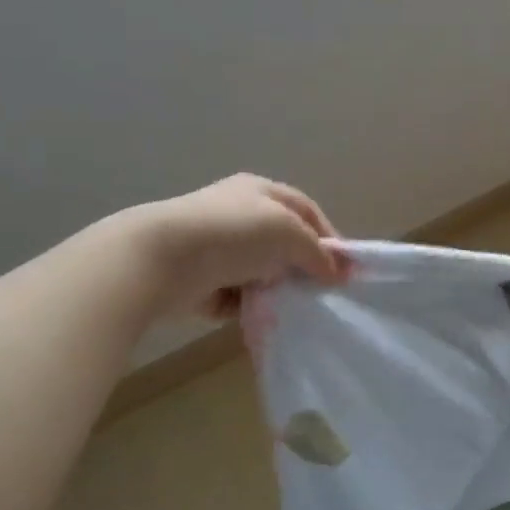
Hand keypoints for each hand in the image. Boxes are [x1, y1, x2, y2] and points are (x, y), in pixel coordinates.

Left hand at [119, 174, 348, 319]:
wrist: (163, 259)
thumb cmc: (233, 234)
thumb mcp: (288, 233)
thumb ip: (318, 252)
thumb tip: (338, 272)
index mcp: (259, 191)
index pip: (305, 210)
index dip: (328, 237)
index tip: (345, 269)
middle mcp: (238, 215)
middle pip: (283, 242)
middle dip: (302, 266)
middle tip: (322, 292)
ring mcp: (218, 248)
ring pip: (261, 271)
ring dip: (277, 289)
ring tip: (293, 309)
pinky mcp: (202, 281)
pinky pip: (237, 297)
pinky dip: (250, 307)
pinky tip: (261, 318)